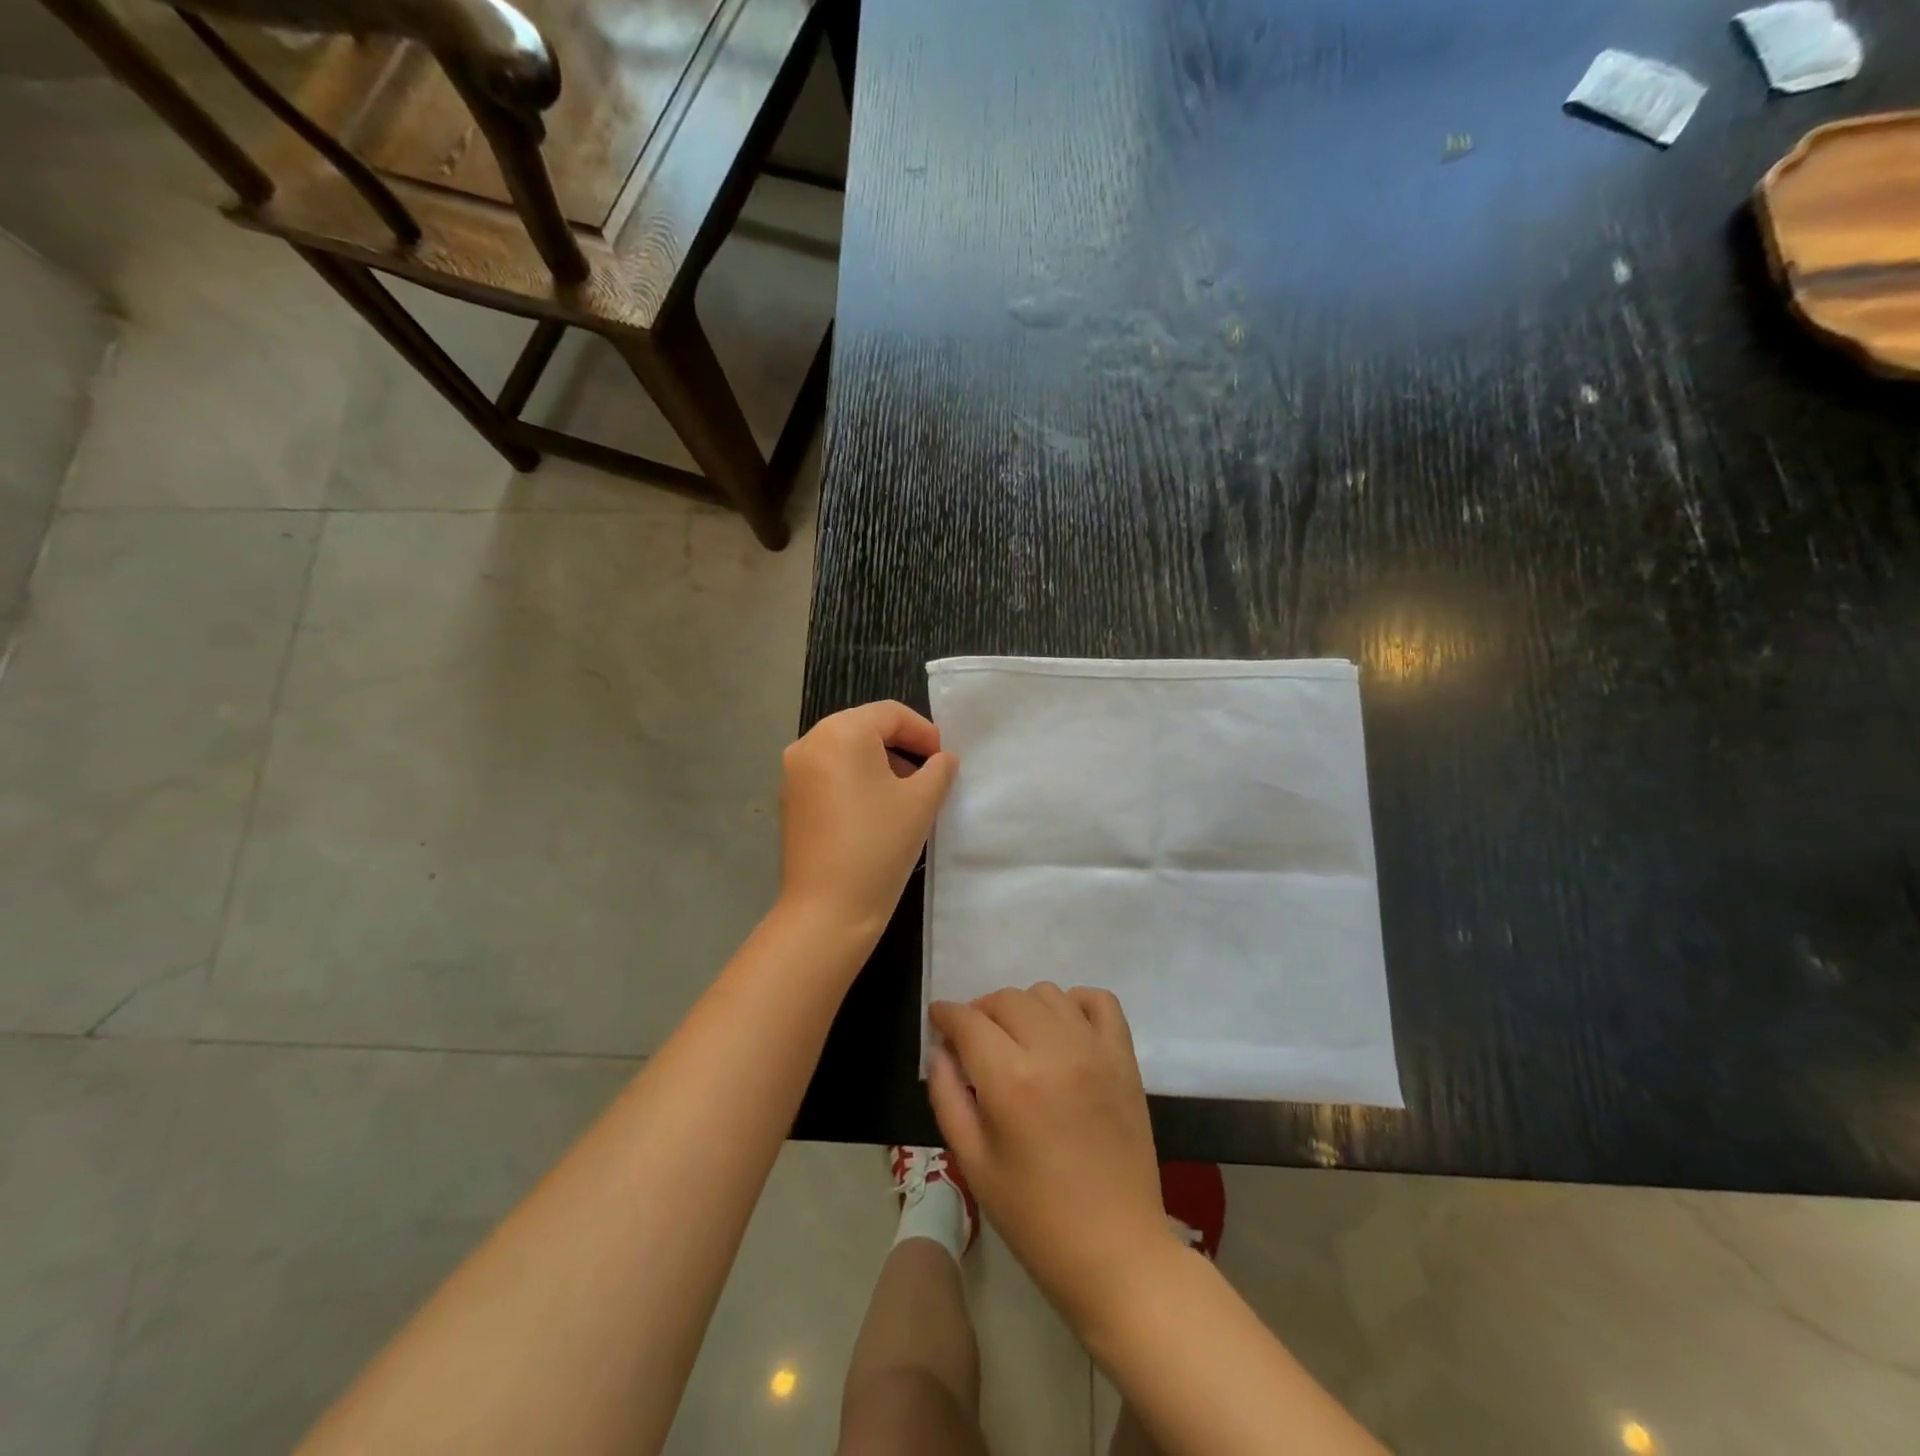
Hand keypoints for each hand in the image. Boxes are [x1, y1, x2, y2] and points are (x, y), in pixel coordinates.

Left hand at [778, 701, 957, 943]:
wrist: (827, 908)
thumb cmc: (879, 845)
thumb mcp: (922, 802)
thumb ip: (939, 769)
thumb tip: (942, 759)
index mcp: (840, 732)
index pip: (890, 714)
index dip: (923, 732)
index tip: (944, 759)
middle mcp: (809, 743)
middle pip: (864, 728)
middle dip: (901, 746)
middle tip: (929, 773)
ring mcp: (793, 773)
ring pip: (845, 752)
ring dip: (879, 763)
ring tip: (906, 793)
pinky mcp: (789, 800)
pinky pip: (828, 774)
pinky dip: (855, 780)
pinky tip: (875, 810)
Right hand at [927, 985, 1172, 1328]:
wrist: (1116, 1253)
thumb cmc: (1035, 1219)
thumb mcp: (973, 1164)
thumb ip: (948, 1097)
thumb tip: (940, 1050)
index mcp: (1011, 1081)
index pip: (969, 1021)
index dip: (946, 1015)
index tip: (938, 1020)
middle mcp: (1054, 1052)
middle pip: (1006, 999)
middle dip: (980, 1012)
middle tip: (973, 1041)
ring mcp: (1095, 1051)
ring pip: (1048, 994)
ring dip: (1023, 1008)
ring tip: (1017, 1040)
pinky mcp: (1125, 1059)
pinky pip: (1100, 1001)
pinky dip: (1076, 1003)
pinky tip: (1063, 1029)